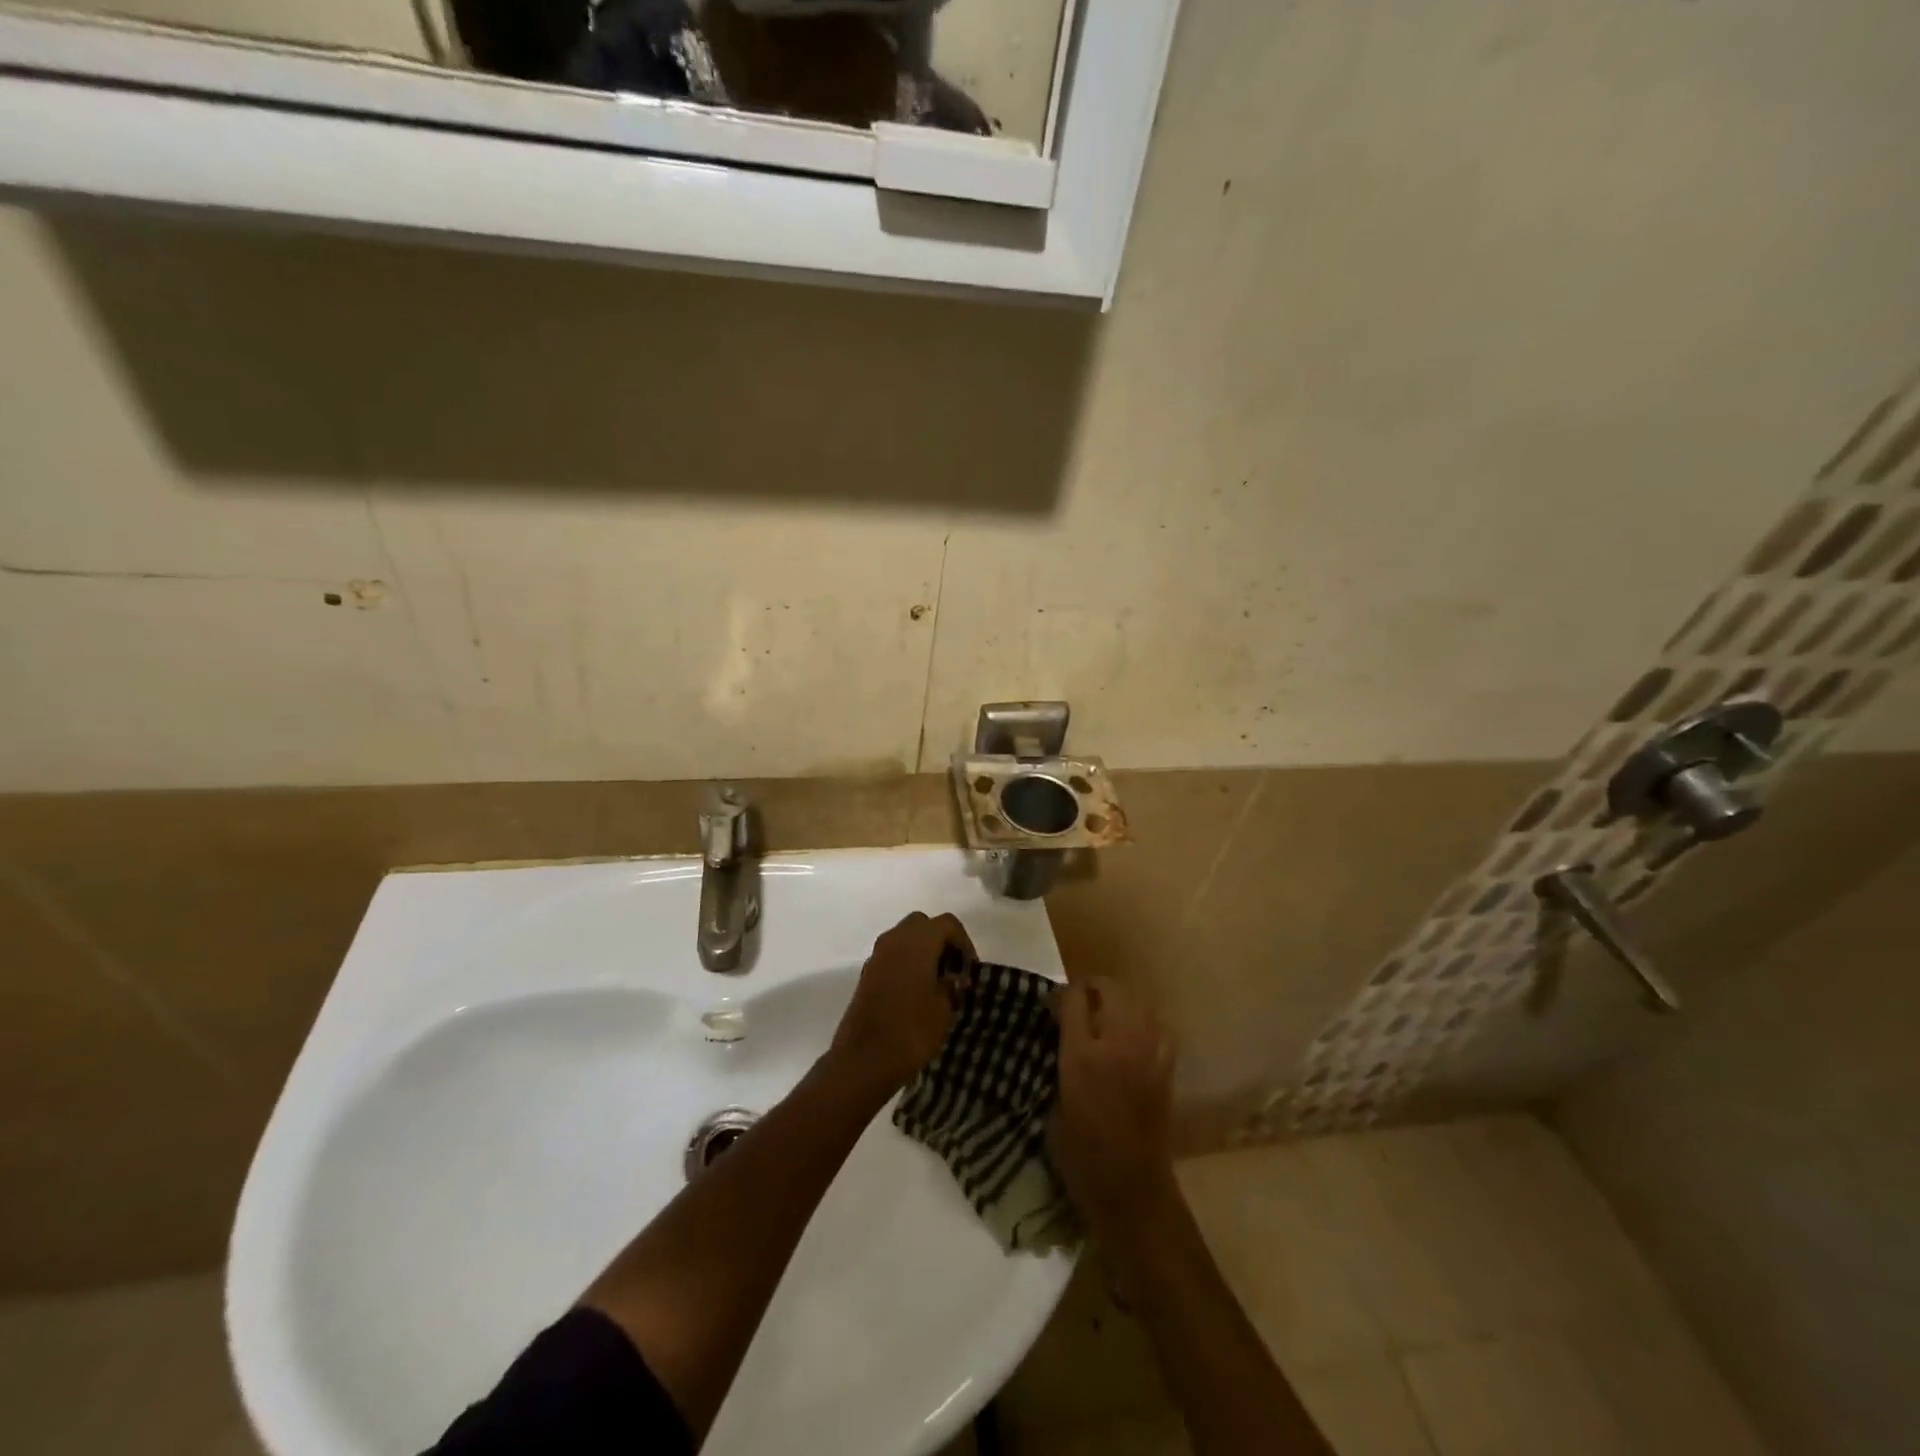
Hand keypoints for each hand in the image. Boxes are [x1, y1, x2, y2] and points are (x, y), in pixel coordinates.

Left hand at [828, 911, 971, 1096]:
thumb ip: (951, 985)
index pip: (947, 923)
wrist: (863, 1060)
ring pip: (905, 938)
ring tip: (937, 983)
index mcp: (917, 941)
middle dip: (941, 942)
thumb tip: (952, 978)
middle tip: (954, 970)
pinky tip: (917, 992)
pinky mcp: (867, 973)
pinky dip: (907, 963)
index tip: (970, 970)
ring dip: (923, 951)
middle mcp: (894, 940)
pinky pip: (892, 955)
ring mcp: (877, 956)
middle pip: (923, 925)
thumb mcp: (944, 1009)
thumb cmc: (911, 1031)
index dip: (964, 943)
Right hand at [1050, 977, 1176, 1232]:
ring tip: (1106, 1013)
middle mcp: (1118, 1045)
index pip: (1074, 998)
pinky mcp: (1166, 1067)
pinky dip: (1144, 1021)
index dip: (1062, 994)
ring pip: (1137, 1002)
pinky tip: (1133, 1034)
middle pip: (1110, 990)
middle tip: (1079, 1003)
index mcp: (1082, 1056)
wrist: (1131, 1188)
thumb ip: (1059, 1060)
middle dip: (1093, 988)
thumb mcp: (1052, 1104)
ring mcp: (1147, 1054)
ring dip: (1120, 1001)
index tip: (1054, 1004)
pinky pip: (1157, 1026)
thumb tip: (1060, 1035)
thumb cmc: (1080, 1154)